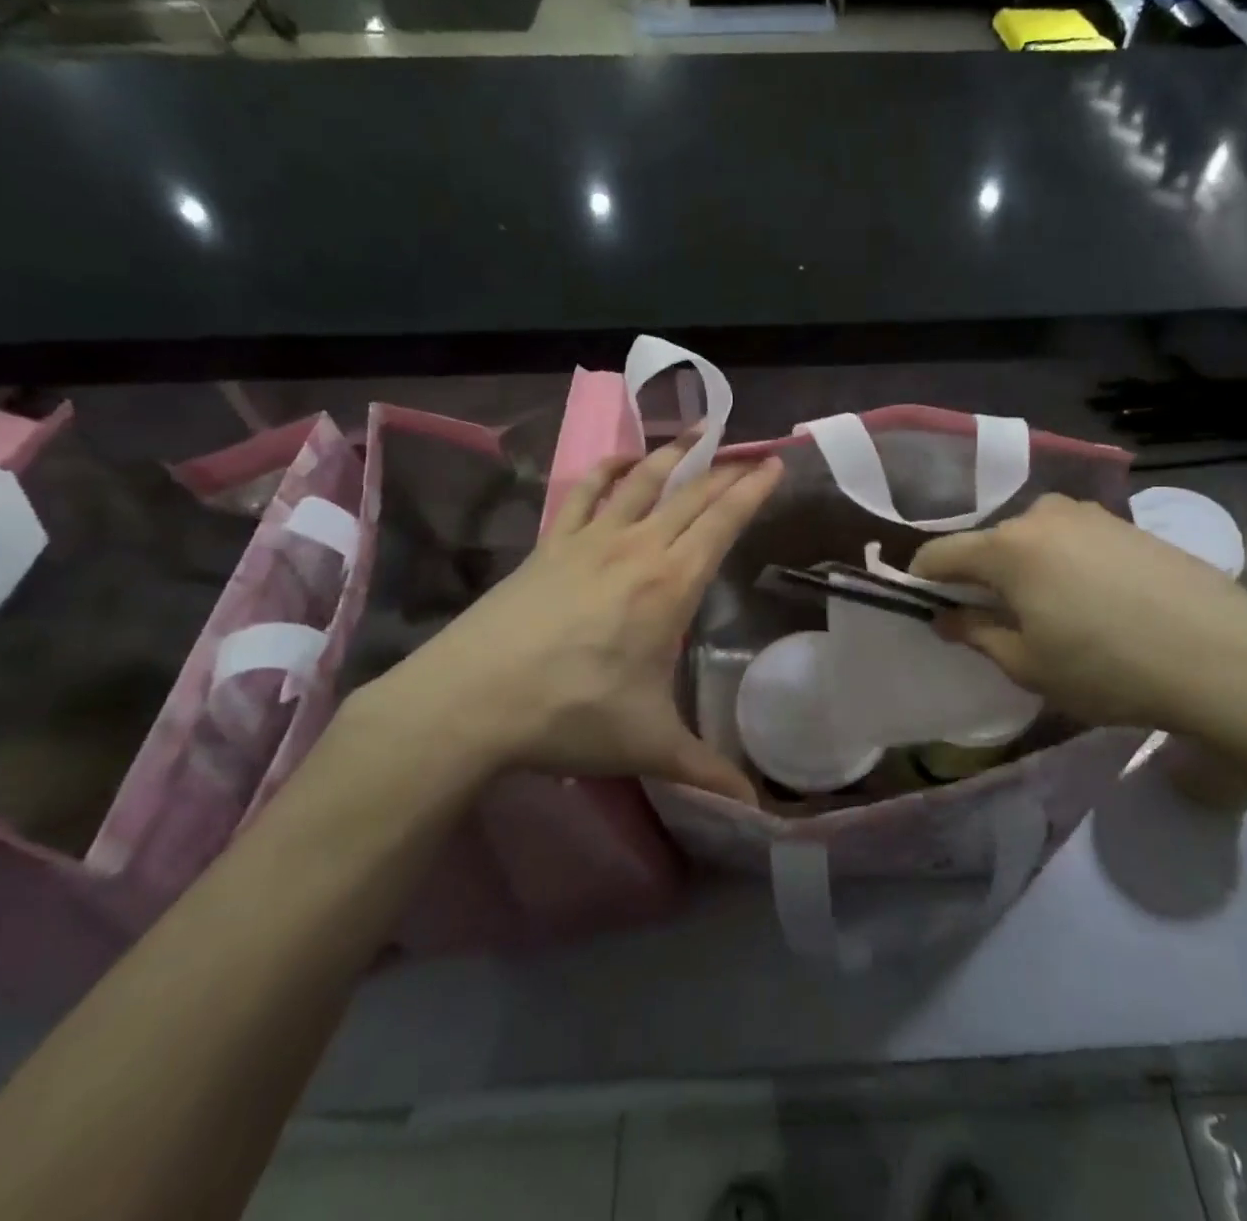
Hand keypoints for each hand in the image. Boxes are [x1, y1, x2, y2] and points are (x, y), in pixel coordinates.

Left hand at [341, 435, 780, 804]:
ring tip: (697, 434)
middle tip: (750, 451)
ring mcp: (588, 540)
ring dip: (672, 454)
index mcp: (669, 585)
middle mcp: (636, 548)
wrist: (471, 701)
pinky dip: (606, 469)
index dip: (752, 489)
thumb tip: (755, 813)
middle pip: (689, 494)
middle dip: (724, 469)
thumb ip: (706, 771)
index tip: (775, 463)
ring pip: (640, 481)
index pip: (721, 522)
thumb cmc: (571, 715)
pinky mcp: (549, 546)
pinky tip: (620, 461)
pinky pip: (582, 492)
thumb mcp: (649, 746)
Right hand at [909, 494, 1246, 747]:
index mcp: (1007, 547)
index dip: (922, 579)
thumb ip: (976, 634)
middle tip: (993, 619)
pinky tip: (1093, 601)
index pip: (939, 554)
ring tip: (1047, 611)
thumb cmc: (1108, 668)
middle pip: (988, 543)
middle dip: (979, 577)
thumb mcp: (1028, 665)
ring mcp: (1089, 514)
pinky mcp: (1126, 523)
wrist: (1225, 657)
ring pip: (1032, 539)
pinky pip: (1072, 539)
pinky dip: (1063, 563)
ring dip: (1024, 568)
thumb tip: (947, 617)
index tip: (922, 604)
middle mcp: (1041, 515)